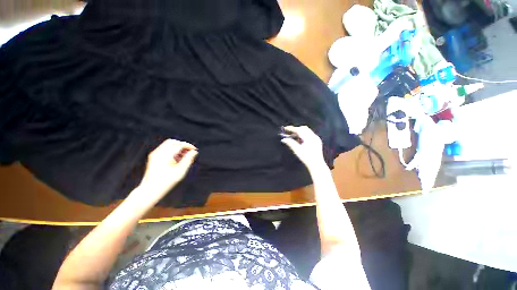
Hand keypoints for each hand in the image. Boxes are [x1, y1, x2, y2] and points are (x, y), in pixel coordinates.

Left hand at [137, 139, 197, 200]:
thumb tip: (194, 152)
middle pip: (173, 142)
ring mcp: (154, 154)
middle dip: (183, 145)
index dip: (188, 146)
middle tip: (189, 151)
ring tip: (184, 155)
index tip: (194, 150)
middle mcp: (158, 153)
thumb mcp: (181, 171)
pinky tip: (177, 158)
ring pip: (168, 144)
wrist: (150, 190)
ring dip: (177, 147)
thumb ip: (188, 160)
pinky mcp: (153, 157)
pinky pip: (164, 149)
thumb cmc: (166, 182)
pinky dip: (172, 150)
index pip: (179, 145)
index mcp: (165, 155)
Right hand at [280, 126, 325, 171]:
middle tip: (289, 133)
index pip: (299, 130)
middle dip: (295, 129)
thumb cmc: (306, 158)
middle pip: (303, 128)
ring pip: (307, 131)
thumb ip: (290, 143)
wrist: (316, 164)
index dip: (291, 129)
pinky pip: (309, 134)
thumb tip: (283, 139)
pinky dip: (303, 135)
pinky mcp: (317, 141)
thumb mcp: (297, 150)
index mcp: (309, 137)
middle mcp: (313, 136)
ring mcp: (316, 138)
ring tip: (293, 137)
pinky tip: (299, 140)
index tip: (285, 128)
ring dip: (299, 132)